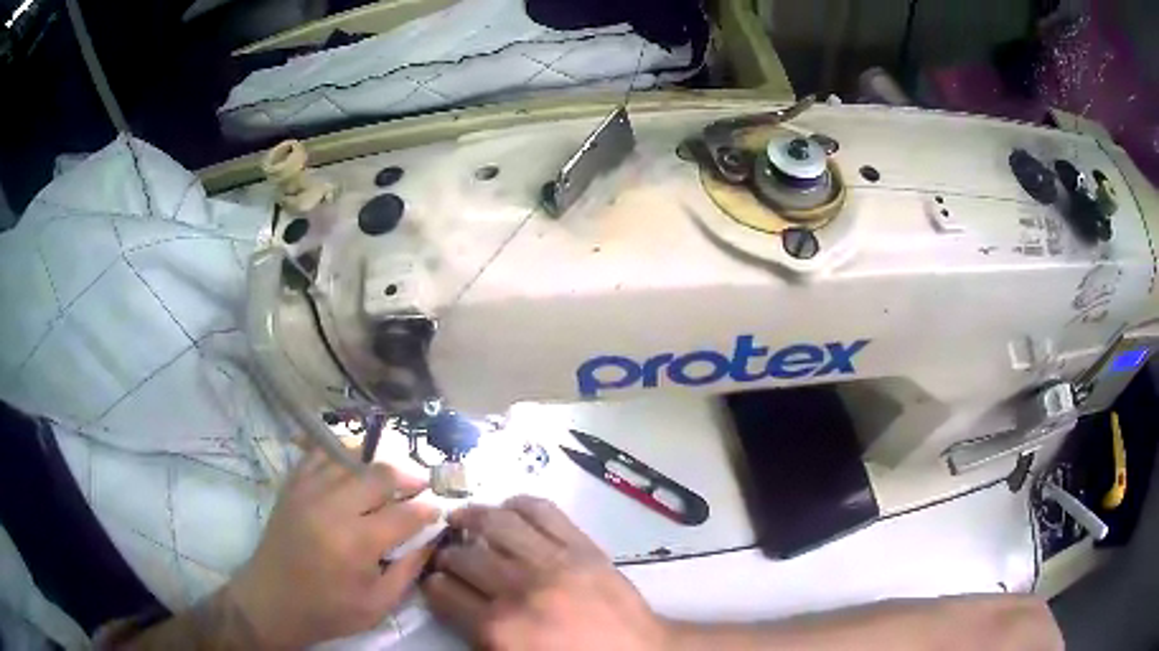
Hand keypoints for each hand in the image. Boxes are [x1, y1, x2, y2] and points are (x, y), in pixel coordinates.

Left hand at [226, 449, 438, 647]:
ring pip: (351, 458)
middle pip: (379, 475)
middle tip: (420, 487)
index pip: (404, 514)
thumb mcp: (379, 604)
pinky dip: (340, 452)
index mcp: (357, 543)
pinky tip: (352, 463)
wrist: (272, 600)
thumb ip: (409, 569)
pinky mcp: (292, 486)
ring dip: (376, 465)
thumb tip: (431, 538)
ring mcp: (308, 491)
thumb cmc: (329, 610)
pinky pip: (319, 453)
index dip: (427, 509)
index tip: (438, 509)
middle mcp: (333, 508)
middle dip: (407, 478)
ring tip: (389, 478)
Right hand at [423, 496, 665, 649]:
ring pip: (498, 524)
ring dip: (472, 517)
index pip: (444, 592)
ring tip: (462, 519)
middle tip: (446, 554)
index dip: (432, 583)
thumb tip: (452, 599)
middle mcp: (520, 590)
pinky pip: (543, 511)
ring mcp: (554, 563)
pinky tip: (507, 509)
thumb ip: (479, 633)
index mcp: (500, 629)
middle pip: (465, 557)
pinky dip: (519, 504)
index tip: (433, 580)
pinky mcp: (583, 546)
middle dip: (447, 553)